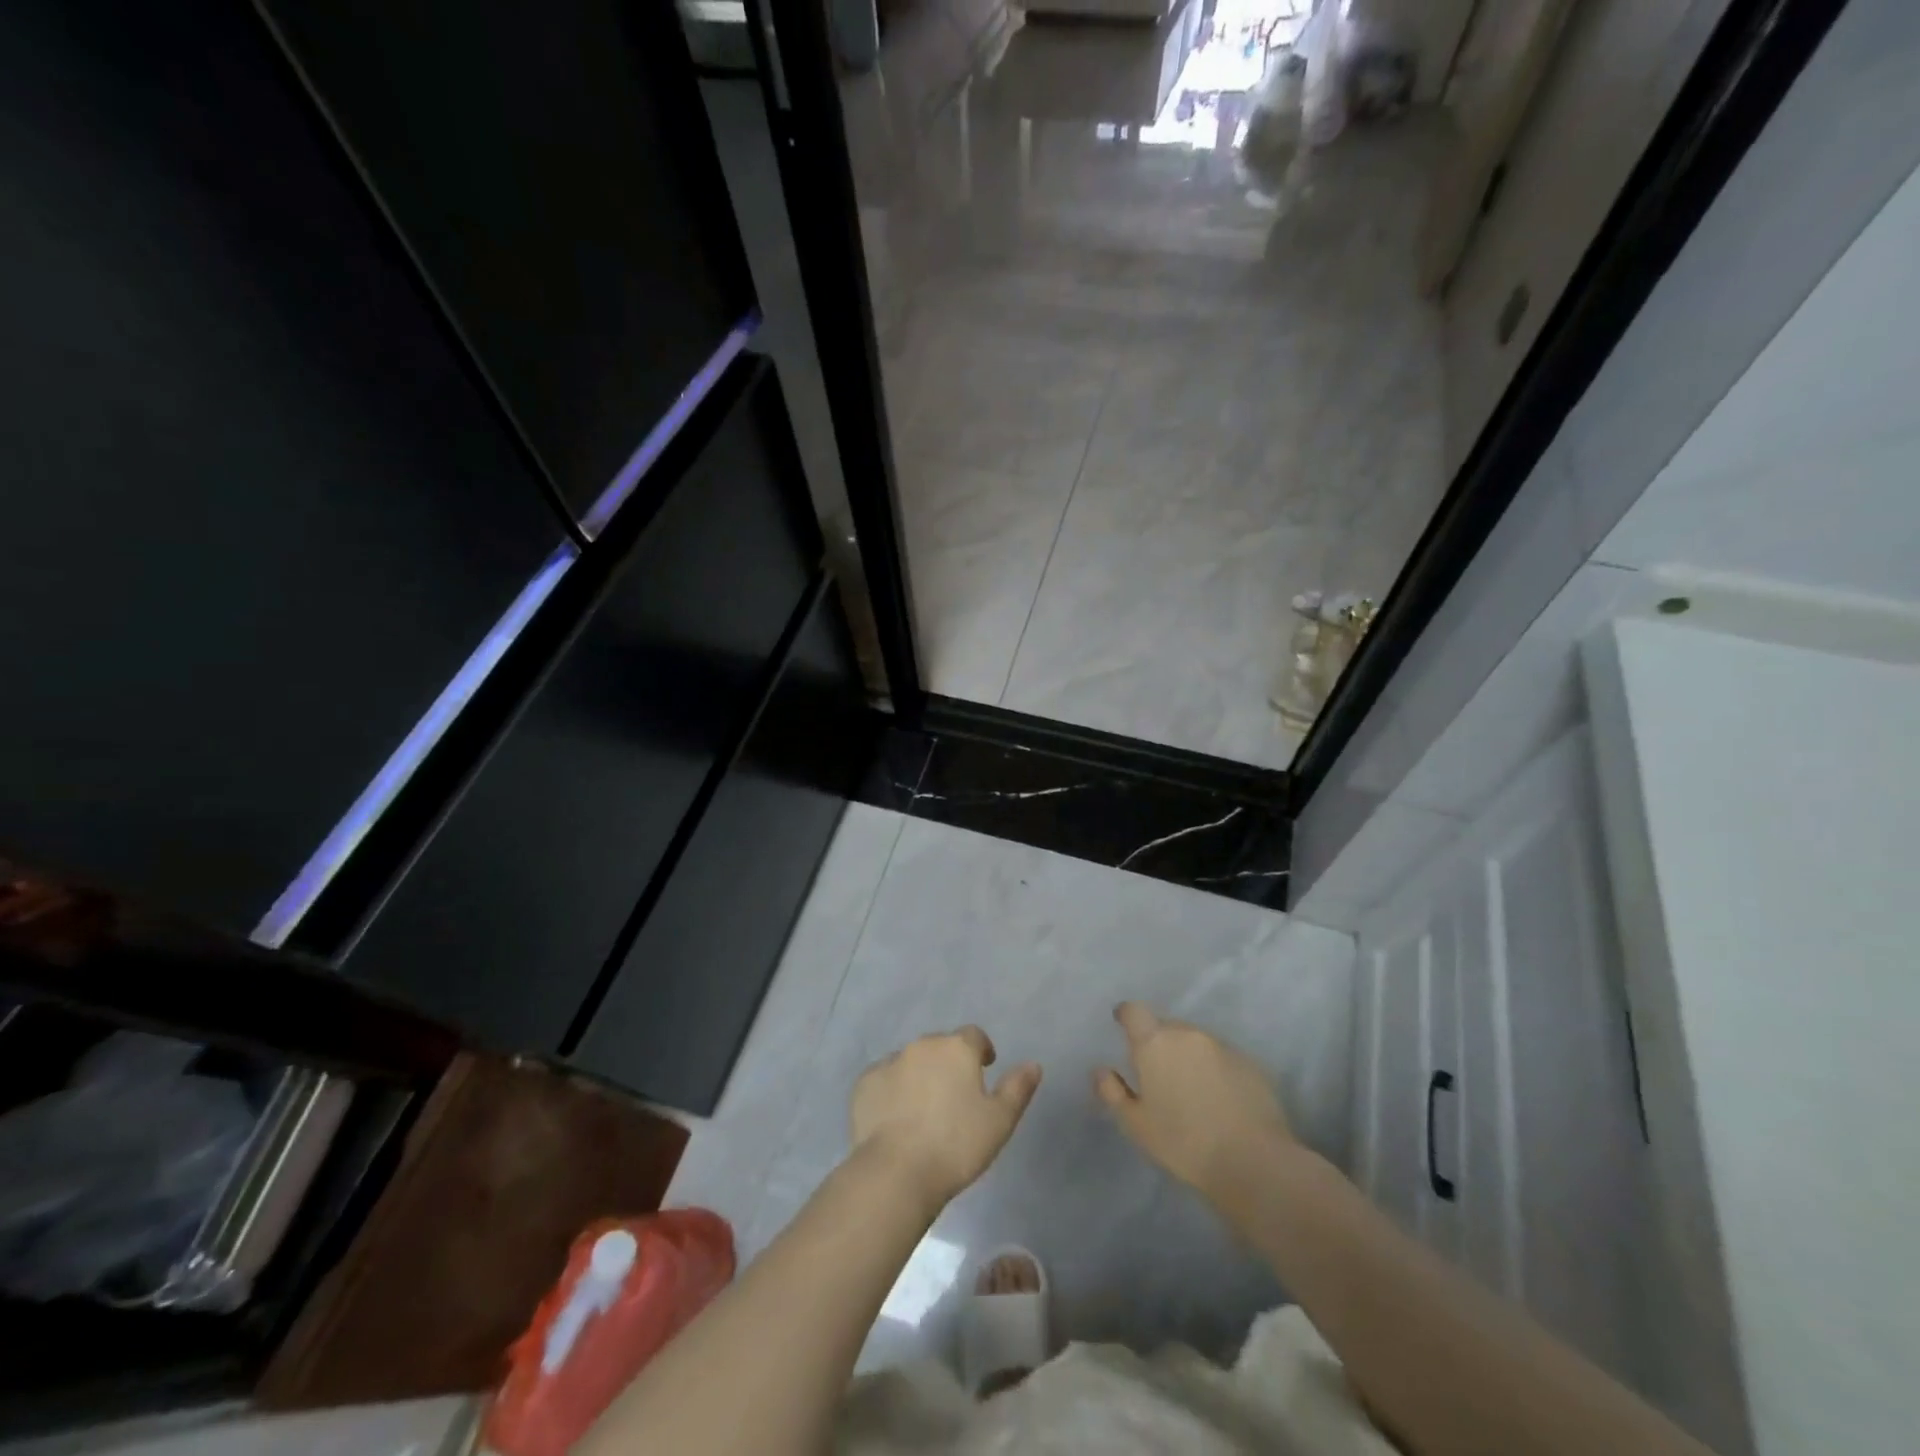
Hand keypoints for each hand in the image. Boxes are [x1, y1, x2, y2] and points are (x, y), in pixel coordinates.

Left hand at [849, 1026, 1041, 1211]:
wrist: (897, 1172)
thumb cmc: (956, 1145)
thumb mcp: (1000, 1121)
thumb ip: (1017, 1088)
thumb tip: (1033, 1064)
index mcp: (956, 1049)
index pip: (974, 1036)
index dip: (981, 1050)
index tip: (984, 1068)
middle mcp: (922, 1046)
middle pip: (940, 1047)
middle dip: (949, 1064)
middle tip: (955, 1096)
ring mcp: (890, 1062)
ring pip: (911, 1061)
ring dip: (920, 1075)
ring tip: (924, 1110)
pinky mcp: (865, 1083)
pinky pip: (885, 1079)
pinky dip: (893, 1091)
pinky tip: (896, 1118)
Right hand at [1095, 1002, 1296, 1196]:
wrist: (1253, 1162)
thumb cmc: (1183, 1142)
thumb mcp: (1136, 1125)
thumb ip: (1112, 1092)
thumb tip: (1100, 1070)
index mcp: (1155, 1042)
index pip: (1134, 1011)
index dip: (1127, 1015)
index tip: (1123, 1026)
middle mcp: (1188, 1034)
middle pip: (1167, 1026)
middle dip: (1159, 1042)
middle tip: (1158, 1073)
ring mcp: (1222, 1046)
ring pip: (1196, 1041)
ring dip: (1188, 1055)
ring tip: (1190, 1089)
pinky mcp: (1250, 1063)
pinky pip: (1222, 1057)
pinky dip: (1215, 1069)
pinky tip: (1219, 1099)